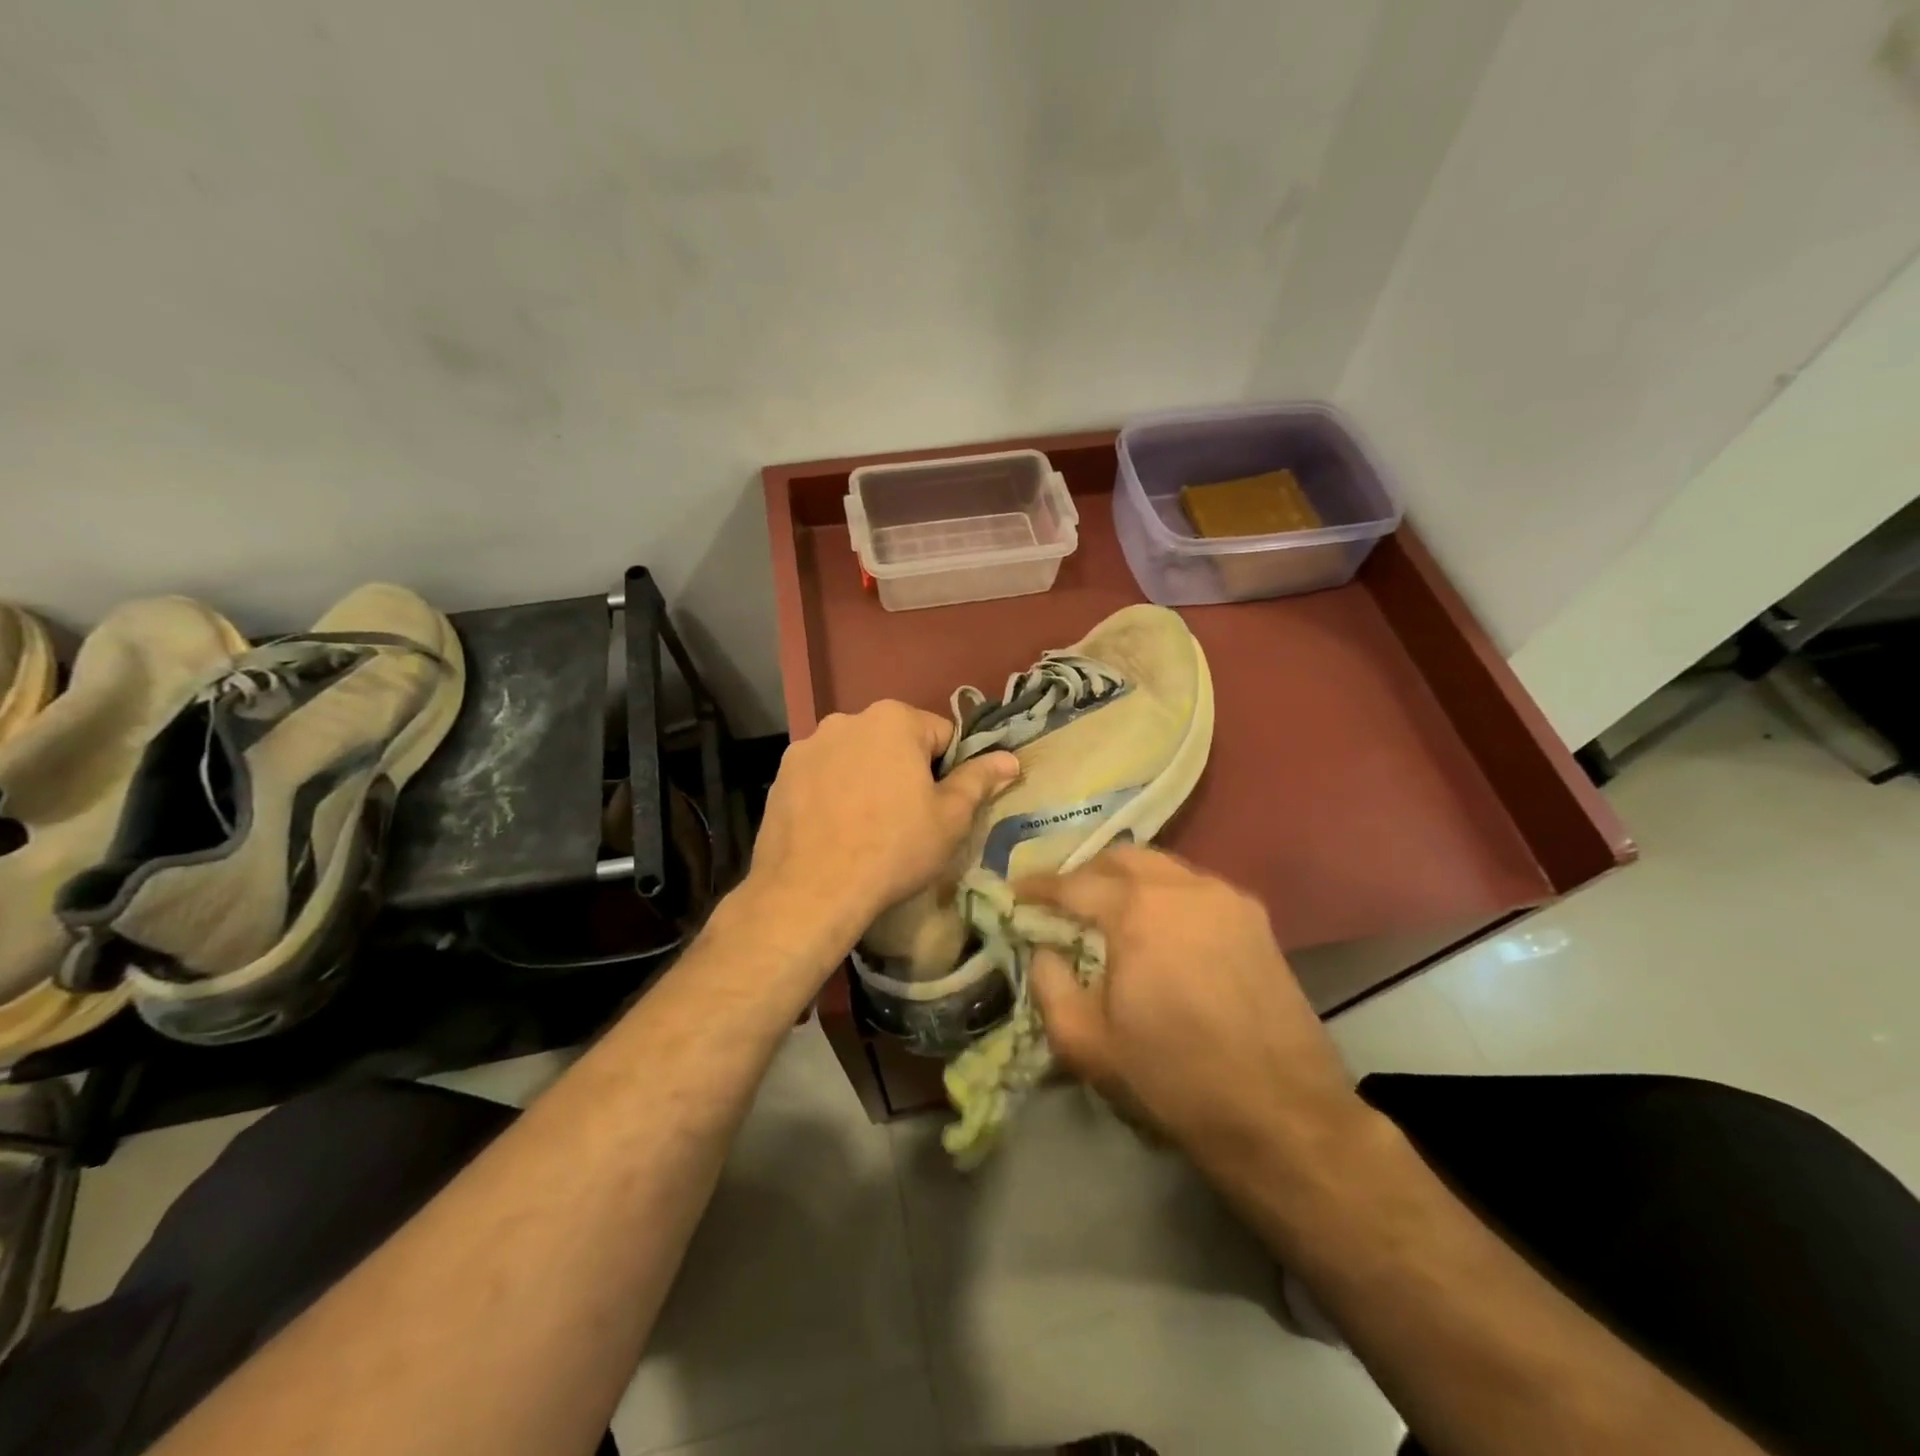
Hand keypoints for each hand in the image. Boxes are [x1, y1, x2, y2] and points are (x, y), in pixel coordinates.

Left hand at [747, 700, 1017, 951]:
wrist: (812, 890)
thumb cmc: (894, 848)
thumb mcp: (950, 818)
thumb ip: (979, 780)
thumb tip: (1010, 759)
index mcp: (894, 719)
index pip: (941, 735)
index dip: (949, 771)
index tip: (940, 806)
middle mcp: (847, 719)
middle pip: (894, 742)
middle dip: (904, 770)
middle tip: (906, 819)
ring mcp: (808, 745)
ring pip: (855, 757)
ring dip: (866, 778)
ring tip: (865, 827)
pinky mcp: (782, 774)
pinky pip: (822, 775)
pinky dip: (832, 792)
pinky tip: (834, 829)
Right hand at [1021, 846, 1364, 1175]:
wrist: (1282, 1116)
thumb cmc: (1173, 1080)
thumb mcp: (1086, 1044)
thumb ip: (1049, 984)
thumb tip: (1043, 948)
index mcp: (1137, 911)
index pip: (1073, 884)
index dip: (1037, 887)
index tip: (1014, 893)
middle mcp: (1182, 887)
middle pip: (1121, 858)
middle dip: (1084, 873)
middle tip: (1063, 902)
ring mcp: (1226, 898)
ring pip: (1163, 866)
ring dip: (1127, 880)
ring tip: (1109, 913)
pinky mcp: (1256, 919)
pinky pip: (1195, 887)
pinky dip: (1165, 894)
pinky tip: (1160, 930)